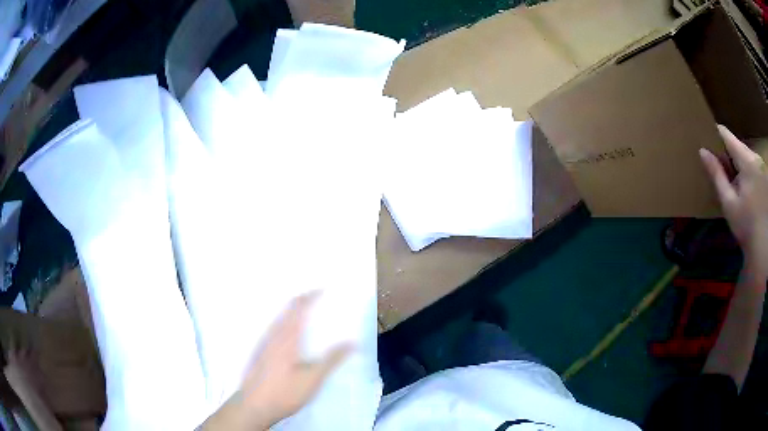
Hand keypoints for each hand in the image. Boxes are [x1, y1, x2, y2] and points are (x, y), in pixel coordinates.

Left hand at [201, 292, 352, 430]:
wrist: (254, 406)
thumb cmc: (285, 392)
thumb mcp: (313, 379)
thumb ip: (331, 360)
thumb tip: (352, 343)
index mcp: (287, 338)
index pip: (299, 309)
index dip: (311, 296)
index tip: (323, 288)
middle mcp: (274, 336)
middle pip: (287, 310)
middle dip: (302, 300)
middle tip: (317, 296)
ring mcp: (264, 343)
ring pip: (279, 318)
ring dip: (293, 310)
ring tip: (306, 310)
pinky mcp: (260, 352)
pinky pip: (274, 328)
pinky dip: (286, 321)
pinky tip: (289, 332)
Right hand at [700, 125, 767, 278]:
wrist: (764, 246)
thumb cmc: (747, 226)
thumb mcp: (729, 204)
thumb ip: (717, 175)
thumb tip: (703, 151)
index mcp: (746, 160)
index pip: (726, 135)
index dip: (714, 135)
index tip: (705, 141)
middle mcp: (755, 156)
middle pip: (737, 145)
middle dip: (727, 154)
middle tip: (719, 169)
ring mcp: (761, 165)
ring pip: (745, 155)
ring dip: (737, 163)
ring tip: (732, 181)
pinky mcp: (765, 174)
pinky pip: (752, 164)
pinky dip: (746, 170)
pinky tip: (745, 188)